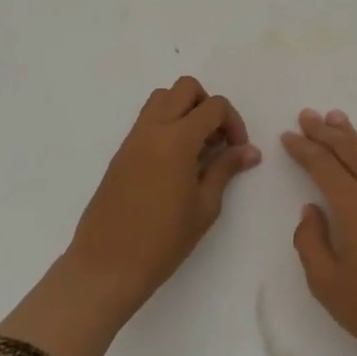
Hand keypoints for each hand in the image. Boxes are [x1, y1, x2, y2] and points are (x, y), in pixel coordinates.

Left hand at [65, 76, 260, 319]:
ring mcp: (133, 138)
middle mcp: (153, 128)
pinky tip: (175, 162)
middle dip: (208, 105)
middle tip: (216, 140)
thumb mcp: (205, 206)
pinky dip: (166, 124)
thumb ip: (226, 169)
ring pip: (162, 98)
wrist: (106, 267)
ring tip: (196, 147)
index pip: (214, 106)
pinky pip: (147, 120)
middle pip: (185, 88)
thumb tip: (250, 150)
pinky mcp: (121, 152)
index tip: (238, 150)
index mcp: (178, 139)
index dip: (233, 122)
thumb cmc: (163, 241)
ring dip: (184, 110)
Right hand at [282, 108, 356, 355]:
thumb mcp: (327, 285)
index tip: (289, 135)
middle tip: (308, 115)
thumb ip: (311, 242)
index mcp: (355, 205)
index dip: (303, 148)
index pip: (323, 165)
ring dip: (354, 136)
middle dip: (325, 131)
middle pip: (350, 149)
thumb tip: (311, 210)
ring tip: (338, 121)